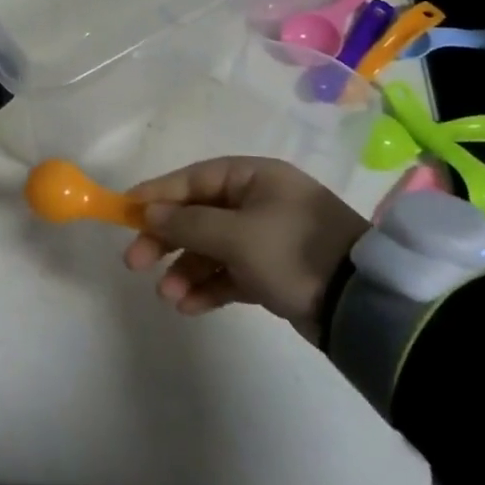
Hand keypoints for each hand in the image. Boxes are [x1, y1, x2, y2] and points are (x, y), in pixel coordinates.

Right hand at [123, 157, 366, 330]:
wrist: (360, 305)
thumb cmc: (294, 252)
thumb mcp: (236, 235)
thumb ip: (188, 223)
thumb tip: (149, 213)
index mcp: (254, 178)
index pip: (194, 179)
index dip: (157, 194)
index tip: (124, 212)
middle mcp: (258, 202)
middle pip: (198, 215)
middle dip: (166, 240)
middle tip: (135, 263)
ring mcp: (265, 238)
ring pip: (211, 249)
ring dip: (185, 270)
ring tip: (168, 296)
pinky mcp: (271, 272)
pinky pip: (229, 274)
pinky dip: (208, 288)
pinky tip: (189, 306)